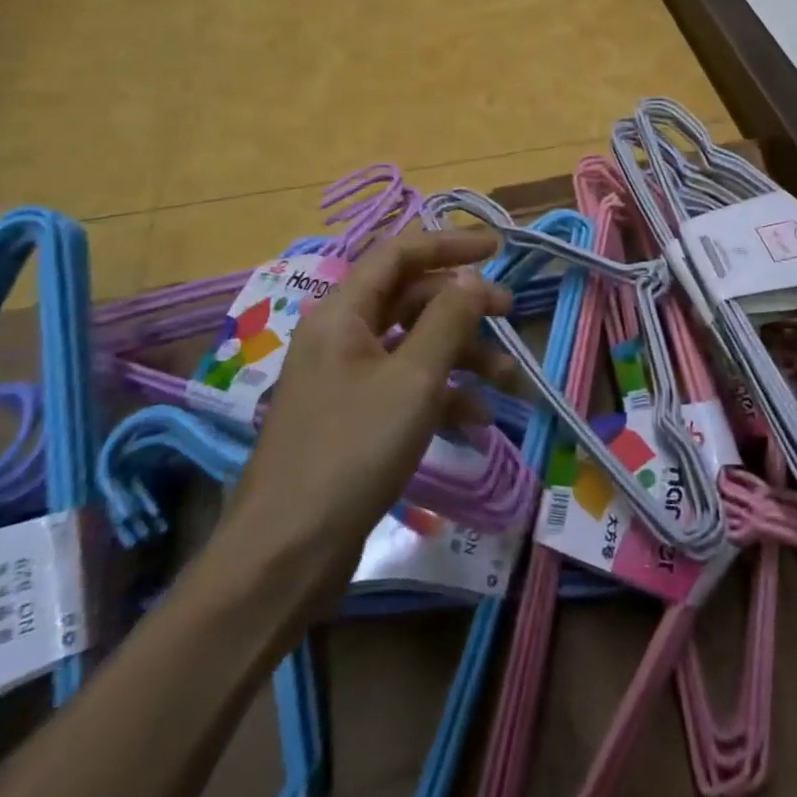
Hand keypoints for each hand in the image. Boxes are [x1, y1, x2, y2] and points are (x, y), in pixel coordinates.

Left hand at [223, 228, 514, 590]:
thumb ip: (448, 319)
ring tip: (504, 380)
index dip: (449, 243)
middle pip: (410, 299)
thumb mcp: (412, 379)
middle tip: (510, 314)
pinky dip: (442, 396)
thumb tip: (473, 277)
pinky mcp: (354, 419)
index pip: (399, 254)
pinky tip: (475, 422)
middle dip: (463, 305)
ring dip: (461, 355)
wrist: (287, 553)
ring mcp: (346, 380)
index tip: (498, 248)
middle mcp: (341, 337)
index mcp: (342, 314)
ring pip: (413, 346)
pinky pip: (405, 388)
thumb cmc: (352, 450)